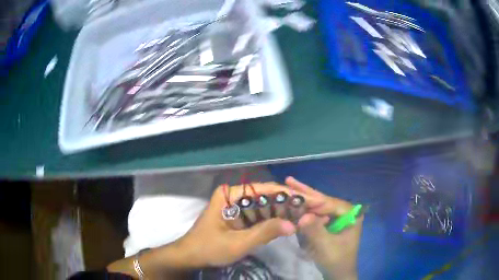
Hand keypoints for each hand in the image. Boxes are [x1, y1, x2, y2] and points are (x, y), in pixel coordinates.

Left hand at [179, 182, 299, 267]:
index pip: (267, 190)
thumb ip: (265, 233)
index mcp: (231, 194)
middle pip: (268, 196)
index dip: (290, 195)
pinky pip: (260, 215)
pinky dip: (274, 220)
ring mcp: (237, 205)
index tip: (310, 200)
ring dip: (284, 212)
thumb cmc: (209, 248)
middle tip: (312, 209)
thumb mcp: (237, 243)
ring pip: (265, 206)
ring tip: (306, 215)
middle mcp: (235, 195)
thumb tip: (294, 225)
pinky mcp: (239, 216)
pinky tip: (289, 223)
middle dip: (290, 204)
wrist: (190, 256)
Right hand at [286, 177, 362, 279]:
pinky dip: (306, 208)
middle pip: (324, 200)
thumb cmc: (336, 259)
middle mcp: (346, 211)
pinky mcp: (331, 223)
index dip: (311, 200)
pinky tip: (296, 200)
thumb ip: (315, 231)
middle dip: (306, 192)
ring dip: (305, 198)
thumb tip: (302, 216)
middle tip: (290, 180)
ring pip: (320, 205)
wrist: (338, 272)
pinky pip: (317, 213)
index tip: (293, 195)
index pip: (329, 203)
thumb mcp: (325, 246)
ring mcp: (338, 217)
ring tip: (290, 185)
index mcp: (351, 214)